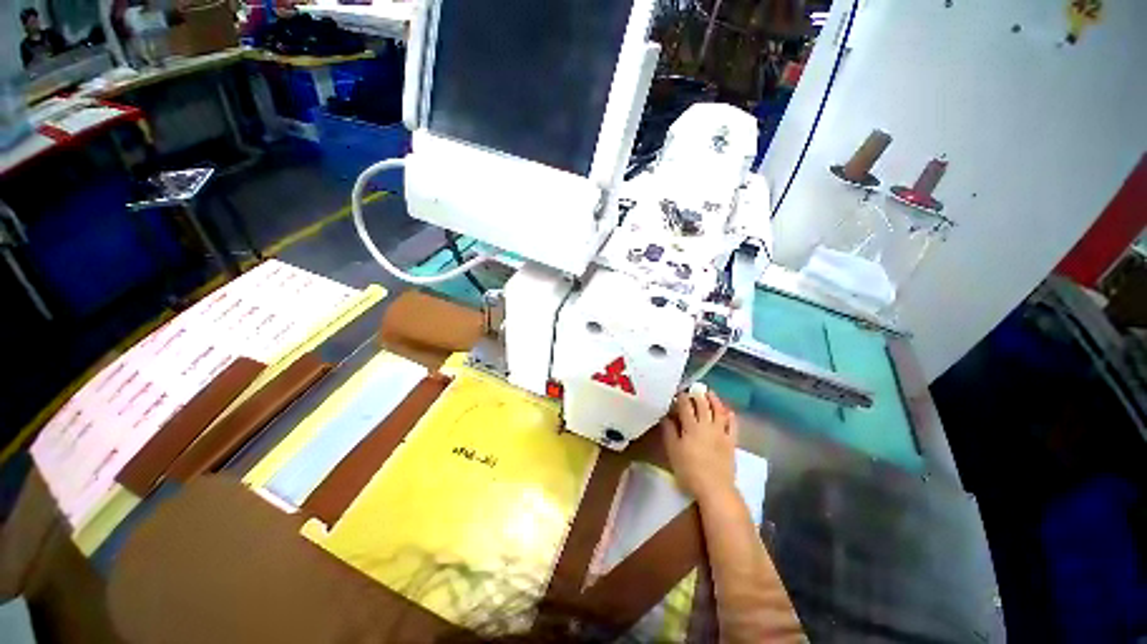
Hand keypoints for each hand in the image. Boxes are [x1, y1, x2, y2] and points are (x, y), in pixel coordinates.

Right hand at [660, 390, 737, 504]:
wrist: (714, 488)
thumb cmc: (689, 470)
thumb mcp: (673, 450)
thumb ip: (669, 431)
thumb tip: (666, 416)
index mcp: (691, 426)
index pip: (686, 406)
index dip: (682, 397)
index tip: (678, 393)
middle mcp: (707, 425)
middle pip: (703, 405)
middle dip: (698, 395)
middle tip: (694, 389)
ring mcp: (721, 432)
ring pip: (718, 411)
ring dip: (714, 400)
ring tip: (710, 393)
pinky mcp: (731, 442)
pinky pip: (733, 425)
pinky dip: (730, 416)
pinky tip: (728, 411)